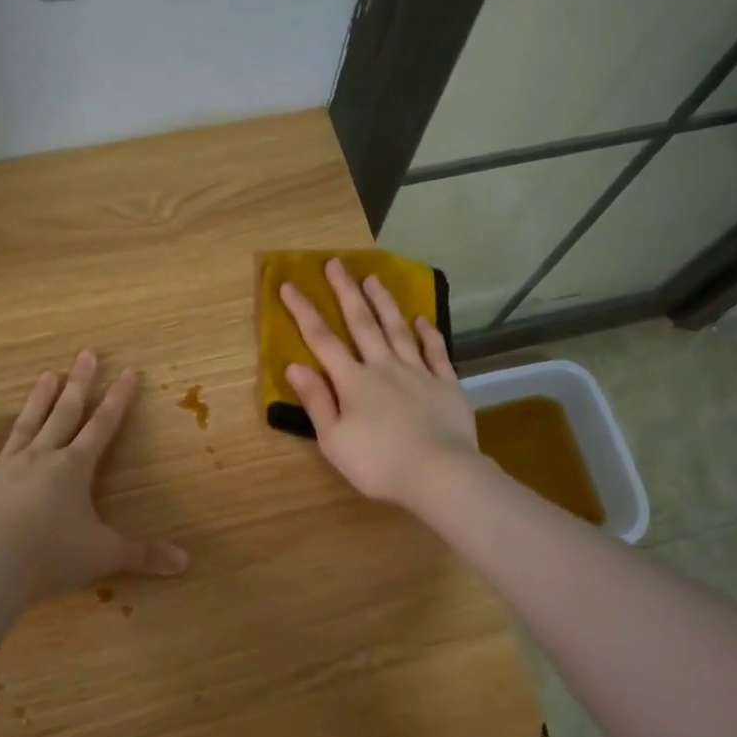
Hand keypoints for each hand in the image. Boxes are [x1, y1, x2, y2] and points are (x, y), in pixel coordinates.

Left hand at [0, 349, 188, 603]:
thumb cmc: (51, 559)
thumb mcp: (104, 556)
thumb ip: (144, 555)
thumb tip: (186, 562)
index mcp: (74, 470)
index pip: (102, 428)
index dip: (118, 400)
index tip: (128, 371)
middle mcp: (39, 459)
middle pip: (63, 415)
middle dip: (79, 385)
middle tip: (86, 354)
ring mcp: (0, 467)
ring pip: (24, 426)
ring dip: (38, 401)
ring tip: (47, 374)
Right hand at [280, 258, 480, 509]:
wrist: (438, 473)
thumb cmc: (378, 463)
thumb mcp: (334, 440)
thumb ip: (316, 401)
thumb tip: (295, 366)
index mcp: (353, 381)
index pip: (322, 340)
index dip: (304, 311)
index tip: (290, 284)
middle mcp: (384, 367)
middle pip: (362, 323)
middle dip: (346, 292)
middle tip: (336, 263)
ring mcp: (418, 372)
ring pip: (398, 329)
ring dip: (384, 302)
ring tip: (374, 278)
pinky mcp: (446, 384)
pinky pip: (436, 352)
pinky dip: (428, 333)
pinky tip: (422, 319)